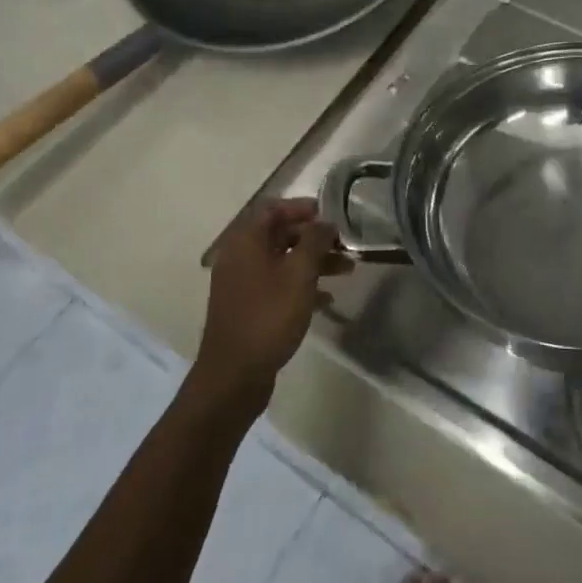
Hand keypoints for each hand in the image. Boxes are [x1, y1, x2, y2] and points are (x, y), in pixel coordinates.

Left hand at [191, 198, 349, 408]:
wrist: (234, 375)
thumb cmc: (268, 316)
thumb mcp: (299, 275)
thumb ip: (315, 242)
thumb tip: (325, 221)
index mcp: (246, 242)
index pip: (273, 209)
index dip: (302, 207)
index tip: (331, 215)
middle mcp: (240, 257)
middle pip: (280, 235)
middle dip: (314, 237)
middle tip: (344, 244)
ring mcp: (242, 284)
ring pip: (282, 261)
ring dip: (313, 262)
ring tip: (347, 270)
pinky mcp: (248, 307)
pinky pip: (278, 285)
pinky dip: (301, 285)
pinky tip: (327, 299)